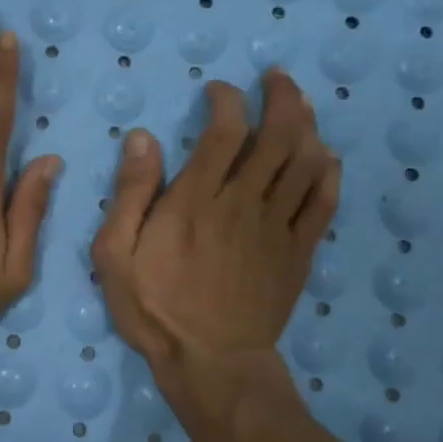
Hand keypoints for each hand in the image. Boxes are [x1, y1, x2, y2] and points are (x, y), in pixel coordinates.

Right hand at [93, 70, 339, 412]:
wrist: (211, 363)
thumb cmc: (154, 307)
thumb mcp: (114, 254)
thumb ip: (130, 194)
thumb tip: (143, 138)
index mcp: (196, 200)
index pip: (223, 131)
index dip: (227, 100)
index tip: (218, 90)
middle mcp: (243, 203)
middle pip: (278, 136)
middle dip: (281, 97)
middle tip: (275, 78)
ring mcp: (277, 227)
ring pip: (306, 162)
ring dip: (308, 124)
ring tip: (299, 105)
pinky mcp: (299, 251)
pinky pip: (324, 202)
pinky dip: (328, 172)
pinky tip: (324, 157)